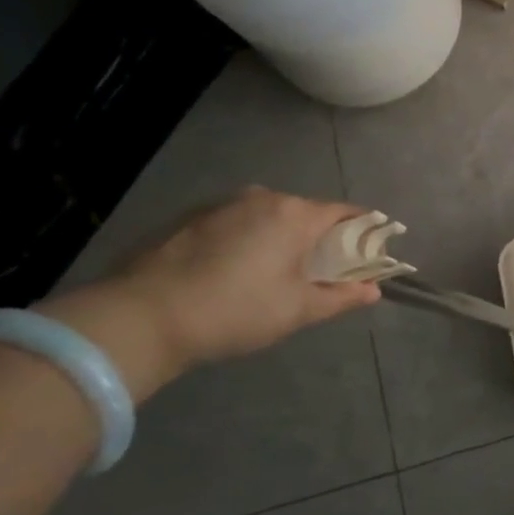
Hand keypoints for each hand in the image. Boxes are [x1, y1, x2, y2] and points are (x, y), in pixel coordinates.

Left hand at [118, 187, 382, 366]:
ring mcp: (221, 205)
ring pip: (269, 217)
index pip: (346, 213)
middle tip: (322, 273)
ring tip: (275, 276)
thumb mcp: (297, 310)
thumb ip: (341, 297)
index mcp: (294, 214)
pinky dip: (248, 241)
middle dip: (321, 239)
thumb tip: (373, 291)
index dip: (365, 231)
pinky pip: (237, 223)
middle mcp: (262, 197)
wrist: (140, 317)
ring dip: (281, 239)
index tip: (373, 252)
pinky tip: (235, 273)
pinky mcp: (189, 218)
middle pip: (307, 213)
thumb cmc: (234, 311)